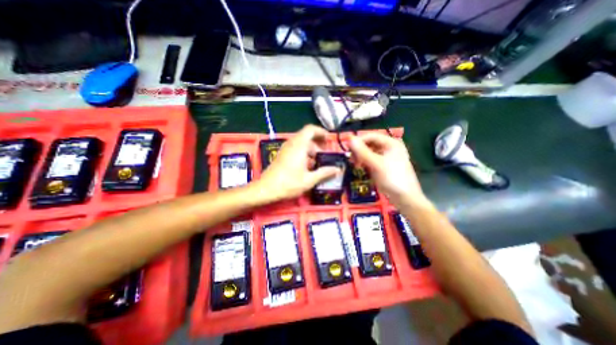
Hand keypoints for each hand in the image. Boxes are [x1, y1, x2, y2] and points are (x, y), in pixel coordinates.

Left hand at [256, 125, 341, 202]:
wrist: (266, 189)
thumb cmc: (289, 183)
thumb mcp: (309, 179)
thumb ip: (324, 173)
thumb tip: (337, 169)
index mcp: (299, 145)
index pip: (311, 129)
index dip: (321, 132)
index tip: (328, 140)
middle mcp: (291, 143)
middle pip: (307, 137)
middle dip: (318, 144)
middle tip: (325, 155)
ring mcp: (285, 149)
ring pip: (301, 143)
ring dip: (311, 150)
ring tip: (318, 163)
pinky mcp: (282, 155)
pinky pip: (295, 149)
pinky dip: (304, 153)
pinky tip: (307, 166)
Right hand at [348, 133, 428, 207]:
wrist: (405, 198)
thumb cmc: (392, 178)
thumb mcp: (376, 164)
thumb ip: (362, 151)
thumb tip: (349, 139)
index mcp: (391, 143)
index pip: (371, 136)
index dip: (358, 141)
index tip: (347, 149)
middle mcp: (389, 148)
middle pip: (370, 144)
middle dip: (359, 150)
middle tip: (350, 159)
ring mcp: (387, 157)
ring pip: (370, 153)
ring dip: (361, 157)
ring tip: (355, 165)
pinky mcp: (384, 166)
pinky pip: (372, 160)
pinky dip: (365, 163)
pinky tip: (361, 168)